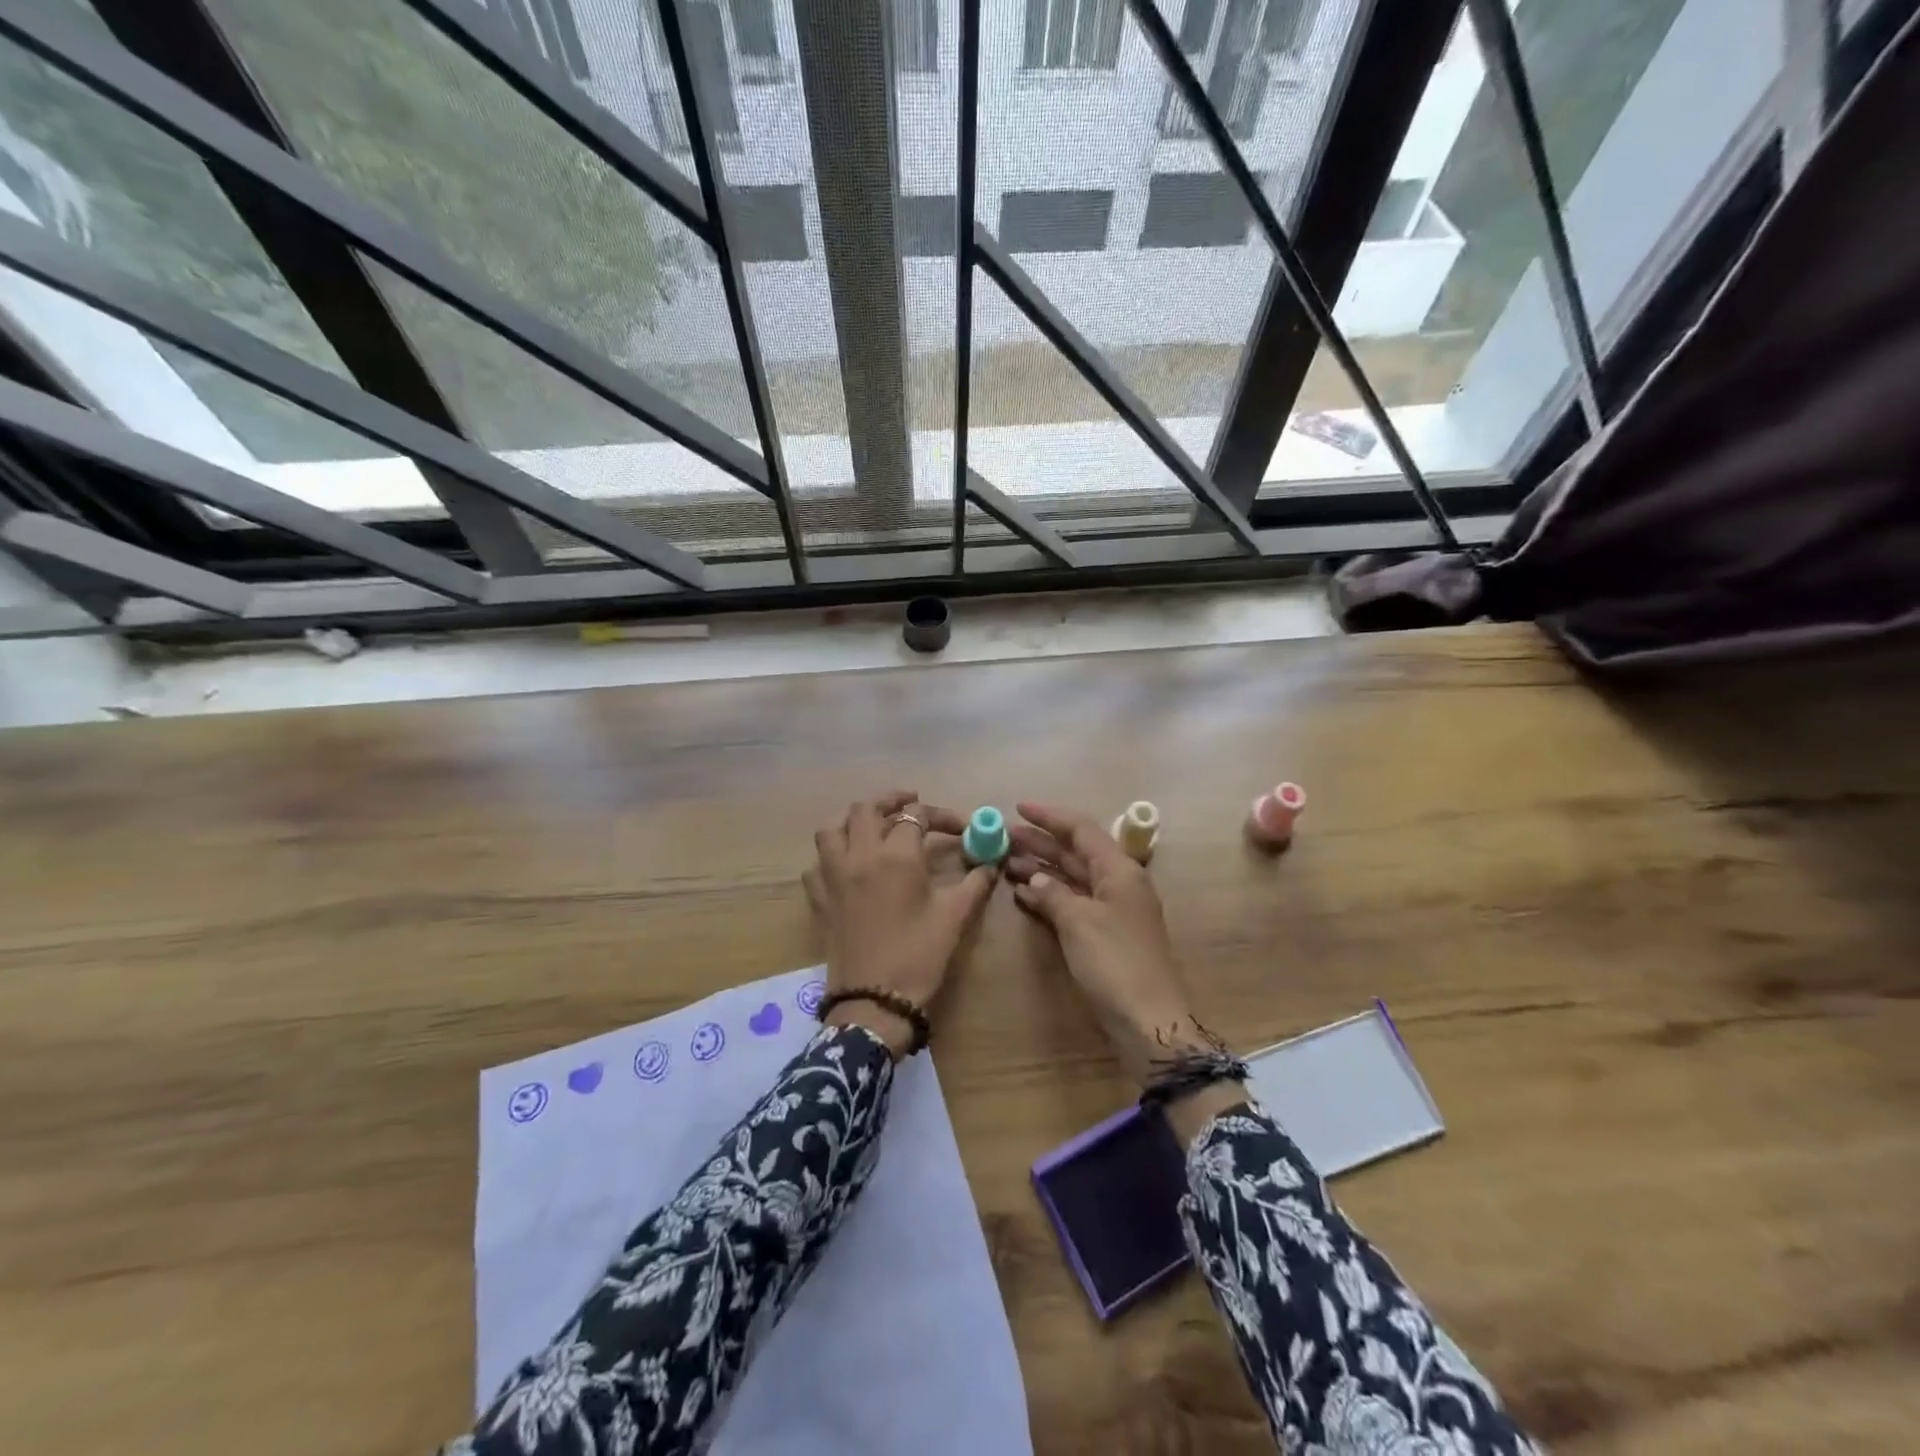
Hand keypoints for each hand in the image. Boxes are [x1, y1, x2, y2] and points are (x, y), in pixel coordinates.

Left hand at [803, 789, 997, 1057]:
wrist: (874, 1001)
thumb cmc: (919, 955)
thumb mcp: (955, 916)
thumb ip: (976, 883)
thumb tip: (993, 861)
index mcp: (896, 855)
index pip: (918, 816)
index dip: (942, 816)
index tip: (962, 828)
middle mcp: (860, 855)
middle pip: (867, 809)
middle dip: (892, 801)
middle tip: (913, 805)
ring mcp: (832, 875)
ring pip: (833, 828)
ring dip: (854, 821)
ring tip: (874, 826)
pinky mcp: (818, 898)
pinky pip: (817, 863)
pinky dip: (832, 856)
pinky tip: (848, 866)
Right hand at [1005, 802, 1217, 1088]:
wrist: (1148, 1021)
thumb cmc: (1115, 963)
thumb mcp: (1079, 922)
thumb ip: (1053, 893)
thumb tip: (1035, 879)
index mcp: (1119, 870)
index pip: (1081, 829)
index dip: (1049, 816)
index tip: (1018, 807)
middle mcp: (1118, 883)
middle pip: (1075, 852)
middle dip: (1040, 842)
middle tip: (1003, 836)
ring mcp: (1113, 909)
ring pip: (1073, 877)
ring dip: (1042, 868)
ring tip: (1006, 862)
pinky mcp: (1106, 934)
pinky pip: (1074, 902)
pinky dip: (1050, 896)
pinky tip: (1024, 894)